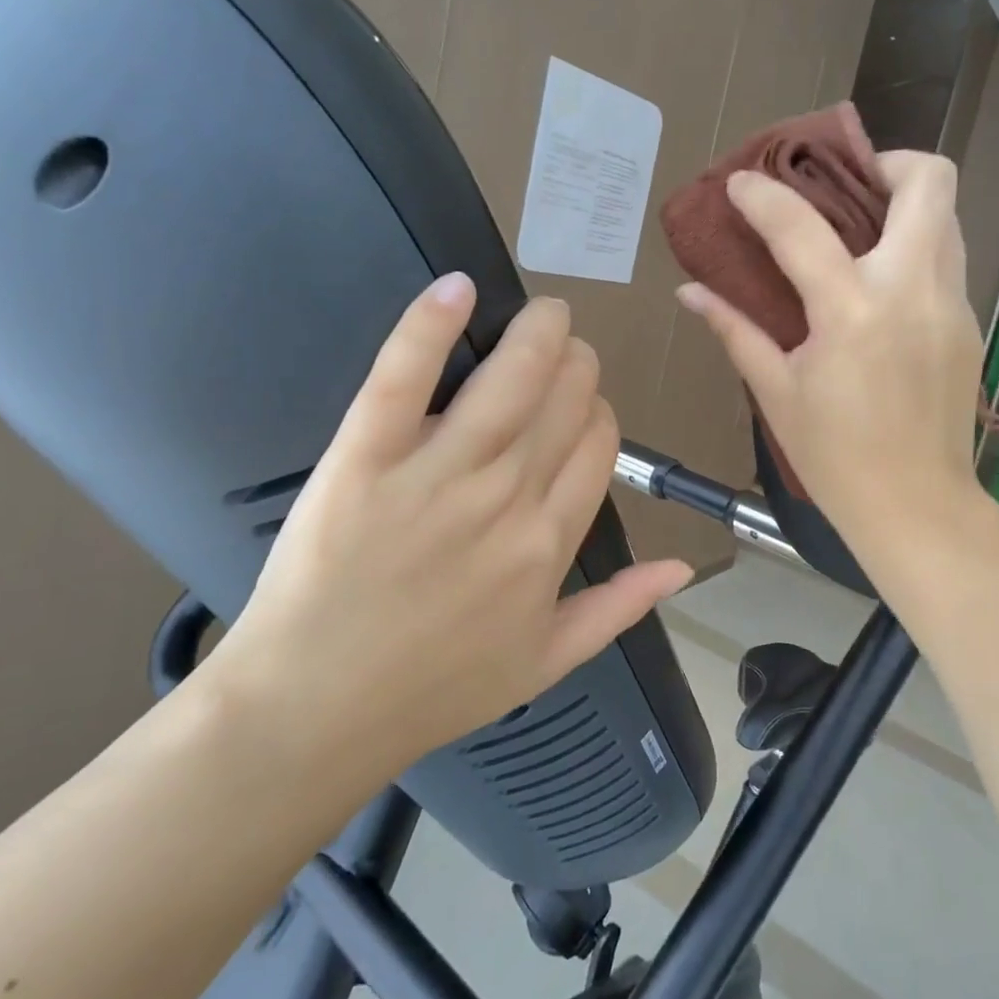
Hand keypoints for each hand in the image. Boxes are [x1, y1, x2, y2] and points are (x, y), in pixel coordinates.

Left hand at [213, 274, 691, 786]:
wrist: (316, 711)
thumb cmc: (433, 690)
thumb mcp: (545, 662)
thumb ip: (619, 608)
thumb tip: (683, 565)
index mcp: (550, 543)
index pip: (599, 444)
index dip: (598, 411)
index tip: (582, 406)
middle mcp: (507, 499)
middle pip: (565, 400)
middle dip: (575, 363)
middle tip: (561, 350)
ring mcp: (436, 476)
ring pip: (509, 379)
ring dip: (536, 331)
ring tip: (542, 312)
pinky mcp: (364, 459)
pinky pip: (405, 378)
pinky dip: (431, 326)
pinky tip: (457, 288)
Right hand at [676, 151, 986, 560]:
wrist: (917, 507)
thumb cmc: (834, 457)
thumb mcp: (776, 393)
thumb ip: (735, 331)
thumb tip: (690, 292)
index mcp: (852, 313)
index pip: (802, 228)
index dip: (764, 196)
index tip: (741, 182)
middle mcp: (913, 291)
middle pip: (927, 182)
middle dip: (885, 163)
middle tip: (842, 186)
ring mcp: (952, 304)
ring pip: (947, 216)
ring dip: (905, 204)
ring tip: (860, 228)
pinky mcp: (969, 322)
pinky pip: (949, 259)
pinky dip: (915, 247)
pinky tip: (880, 285)